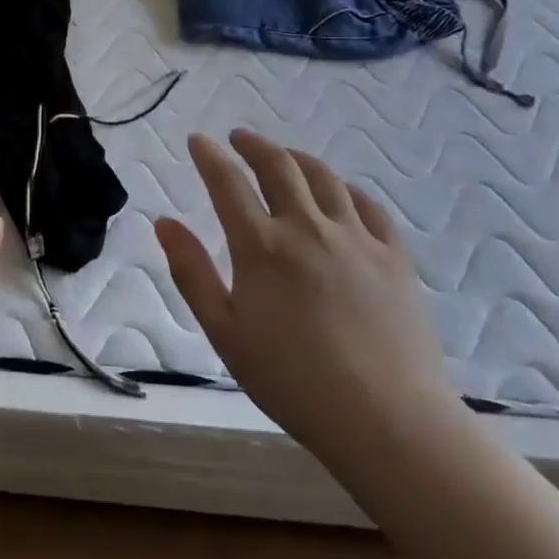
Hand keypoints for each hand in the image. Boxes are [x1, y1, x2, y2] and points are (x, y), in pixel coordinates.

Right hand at [153, 129, 462, 464]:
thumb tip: (164, 222)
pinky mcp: (394, 256)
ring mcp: (356, 238)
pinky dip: (347, 189)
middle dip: (253, 144)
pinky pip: (369, 206)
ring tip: (284, 156)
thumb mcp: (225, 332)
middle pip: (278, 166)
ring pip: (324, 178)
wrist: (388, 421)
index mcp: (262, 246)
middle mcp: (307, 228)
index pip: (227, 183)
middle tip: (239, 137)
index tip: (198, 140)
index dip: (209, 156)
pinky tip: (340, 193)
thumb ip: (192, 272)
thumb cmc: (293, 381)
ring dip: (297, 158)